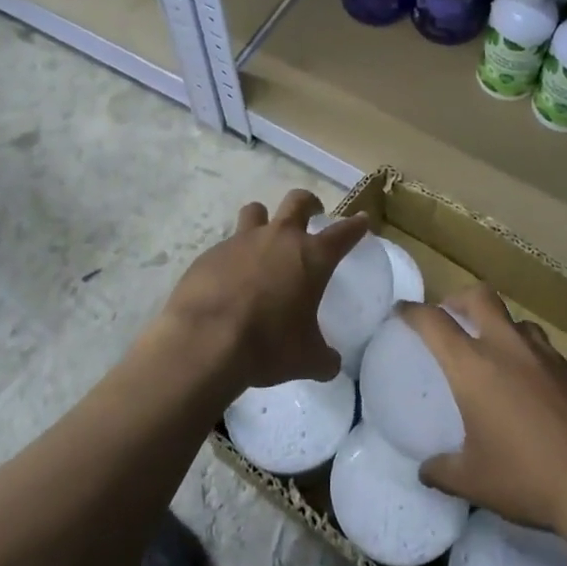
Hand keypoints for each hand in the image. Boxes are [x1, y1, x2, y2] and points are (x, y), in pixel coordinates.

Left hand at [161, 190, 368, 393]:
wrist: (204, 342)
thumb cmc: (267, 346)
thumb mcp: (306, 360)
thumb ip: (324, 358)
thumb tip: (330, 364)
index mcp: (312, 257)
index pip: (344, 233)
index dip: (356, 225)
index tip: (362, 220)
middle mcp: (279, 238)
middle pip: (298, 201)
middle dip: (309, 203)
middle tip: (312, 214)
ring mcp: (241, 241)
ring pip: (256, 211)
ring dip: (264, 220)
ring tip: (264, 239)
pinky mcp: (210, 253)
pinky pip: (226, 245)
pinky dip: (232, 256)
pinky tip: (229, 280)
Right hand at [404, 284, 566, 538]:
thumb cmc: (530, 477)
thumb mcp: (476, 482)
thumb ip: (443, 471)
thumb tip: (425, 471)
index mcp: (474, 366)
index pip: (433, 322)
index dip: (412, 312)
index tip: (402, 311)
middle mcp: (508, 347)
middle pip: (479, 297)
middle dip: (459, 299)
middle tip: (450, 316)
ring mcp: (547, 354)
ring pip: (516, 321)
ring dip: (499, 327)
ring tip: (495, 353)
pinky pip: (545, 350)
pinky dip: (530, 357)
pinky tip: (533, 388)